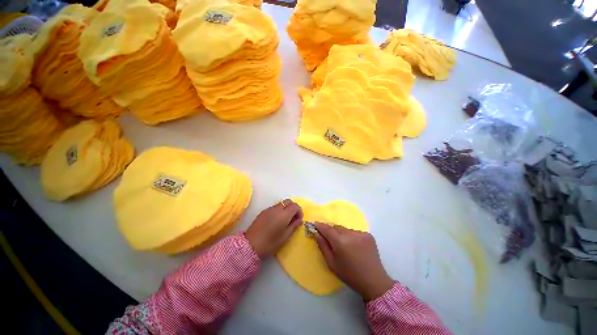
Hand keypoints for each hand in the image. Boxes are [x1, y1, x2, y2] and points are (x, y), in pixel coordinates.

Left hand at [245, 200, 302, 258]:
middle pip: (288, 201)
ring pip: (281, 203)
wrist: (250, 245)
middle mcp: (277, 209)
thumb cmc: (270, 243)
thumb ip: (294, 226)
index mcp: (284, 214)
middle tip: (293, 219)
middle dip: (293, 208)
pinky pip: (275, 207)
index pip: (295, 206)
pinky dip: (279, 210)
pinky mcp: (263, 212)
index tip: (299, 220)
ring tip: (285, 221)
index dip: (299, 211)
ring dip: (286, 209)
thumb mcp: (285, 237)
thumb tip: (299, 220)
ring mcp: (269, 209)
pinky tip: (276, 221)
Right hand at [313, 223, 393, 300]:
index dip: (320, 226)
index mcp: (340, 242)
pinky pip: (354, 232)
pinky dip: (351, 236)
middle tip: (330, 240)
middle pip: (336, 227)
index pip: (327, 229)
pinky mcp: (368, 235)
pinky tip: (354, 247)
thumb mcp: (332, 263)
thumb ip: (322, 246)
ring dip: (342, 234)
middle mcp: (350, 234)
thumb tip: (316, 233)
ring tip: (344, 246)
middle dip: (331, 231)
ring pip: (345, 229)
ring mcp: (361, 233)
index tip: (315, 224)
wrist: (374, 281)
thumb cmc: (349, 275)